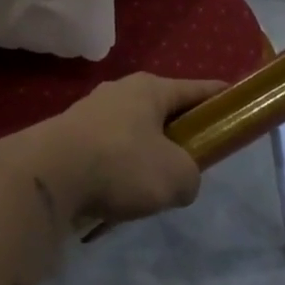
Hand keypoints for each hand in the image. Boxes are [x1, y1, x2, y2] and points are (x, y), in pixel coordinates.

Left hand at [0, 74, 222, 230]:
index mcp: (150, 88)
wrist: (48, 176)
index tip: (235, 103)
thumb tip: (177, 179)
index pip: (195, 89)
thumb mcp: (177, 177)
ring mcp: (90, 112)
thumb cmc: (121, 164)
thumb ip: (190, 175)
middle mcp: (119, 91)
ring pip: (132, 133)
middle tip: (191, 162)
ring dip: (144, 156)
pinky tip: (117, 195)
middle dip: (178, 133)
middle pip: (161, 110)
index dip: (219, 98)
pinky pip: (106, 152)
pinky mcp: (69, 137)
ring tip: (151, 188)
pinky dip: (117, 170)